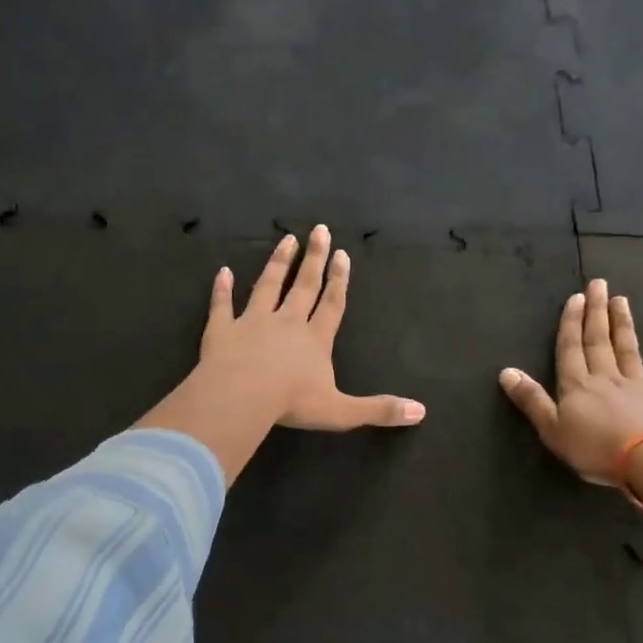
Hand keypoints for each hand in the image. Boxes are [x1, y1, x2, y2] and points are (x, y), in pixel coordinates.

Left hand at [202, 225, 425, 430]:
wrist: (242, 397)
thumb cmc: (292, 403)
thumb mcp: (341, 412)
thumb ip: (378, 410)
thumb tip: (421, 412)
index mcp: (315, 340)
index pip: (332, 305)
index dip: (339, 281)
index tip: (342, 254)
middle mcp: (286, 323)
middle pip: (303, 286)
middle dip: (313, 259)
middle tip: (319, 230)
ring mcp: (252, 322)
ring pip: (267, 286)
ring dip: (277, 263)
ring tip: (286, 239)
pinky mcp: (222, 330)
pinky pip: (222, 305)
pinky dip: (222, 289)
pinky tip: (222, 271)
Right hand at [499, 278, 642, 487]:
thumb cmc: (595, 447)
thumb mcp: (552, 428)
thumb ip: (531, 400)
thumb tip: (506, 371)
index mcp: (577, 385)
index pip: (571, 348)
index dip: (571, 323)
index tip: (576, 297)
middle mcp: (607, 379)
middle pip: (600, 342)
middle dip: (597, 313)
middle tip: (599, 285)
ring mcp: (639, 390)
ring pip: (629, 352)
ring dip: (624, 327)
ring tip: (623, 302)